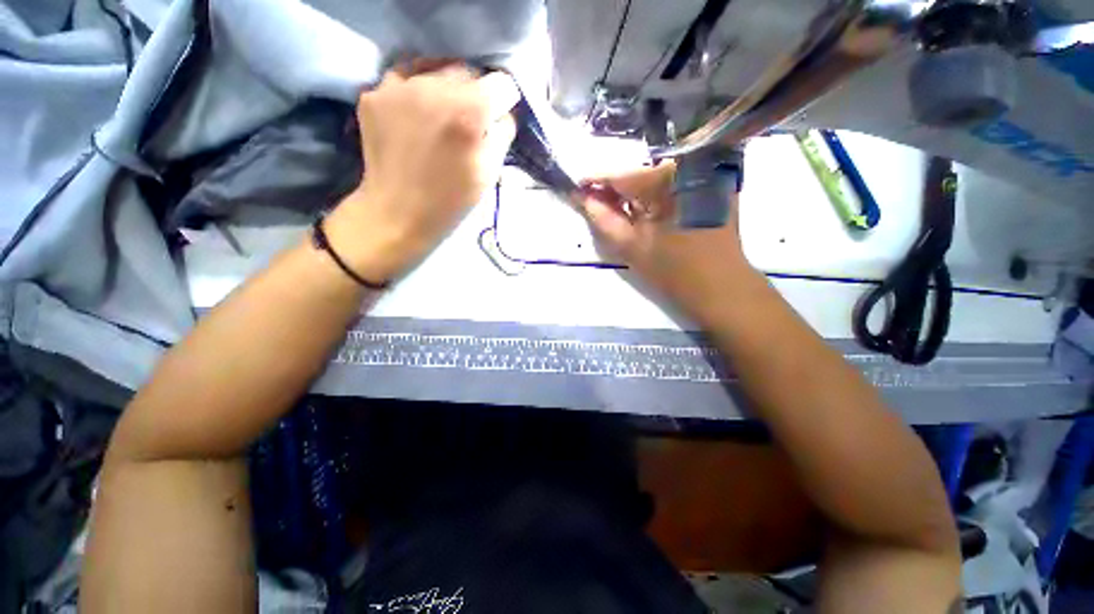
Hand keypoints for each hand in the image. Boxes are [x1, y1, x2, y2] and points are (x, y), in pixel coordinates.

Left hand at [327, 61, 519, 282]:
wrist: (397, 213)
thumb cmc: (451, 200)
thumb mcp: (491, 173)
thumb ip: (503, 134)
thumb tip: (503, 112)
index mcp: (470, 113)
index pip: (501, 83)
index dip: (503, 102)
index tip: (497, 119)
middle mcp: (435, 88)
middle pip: (468, 72)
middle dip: (475, 95)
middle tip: (468, 123)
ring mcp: (400, 87)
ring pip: (436, 70)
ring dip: (445, 90)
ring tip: (440, 120)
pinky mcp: (375, 93)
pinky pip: (406, 77)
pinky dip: (416, 91)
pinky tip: (416, 113)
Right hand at [576, 163, 756, 322]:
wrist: (721, 288)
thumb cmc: (674, 270)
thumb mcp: (631, 246)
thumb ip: (603, 219)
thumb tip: (583, 198)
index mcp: (670, 178)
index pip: (623, 174)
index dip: (596, 180)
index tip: (577, 187)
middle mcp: (691, 166)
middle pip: (640, 175)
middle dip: (615, 190)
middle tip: (594, 203)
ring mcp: (706, 177)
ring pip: (655, 182)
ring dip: (633, 195)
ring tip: (613, 210)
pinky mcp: (712, 190)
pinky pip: (672, 188)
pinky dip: (652, 199)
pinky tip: (641, 213)